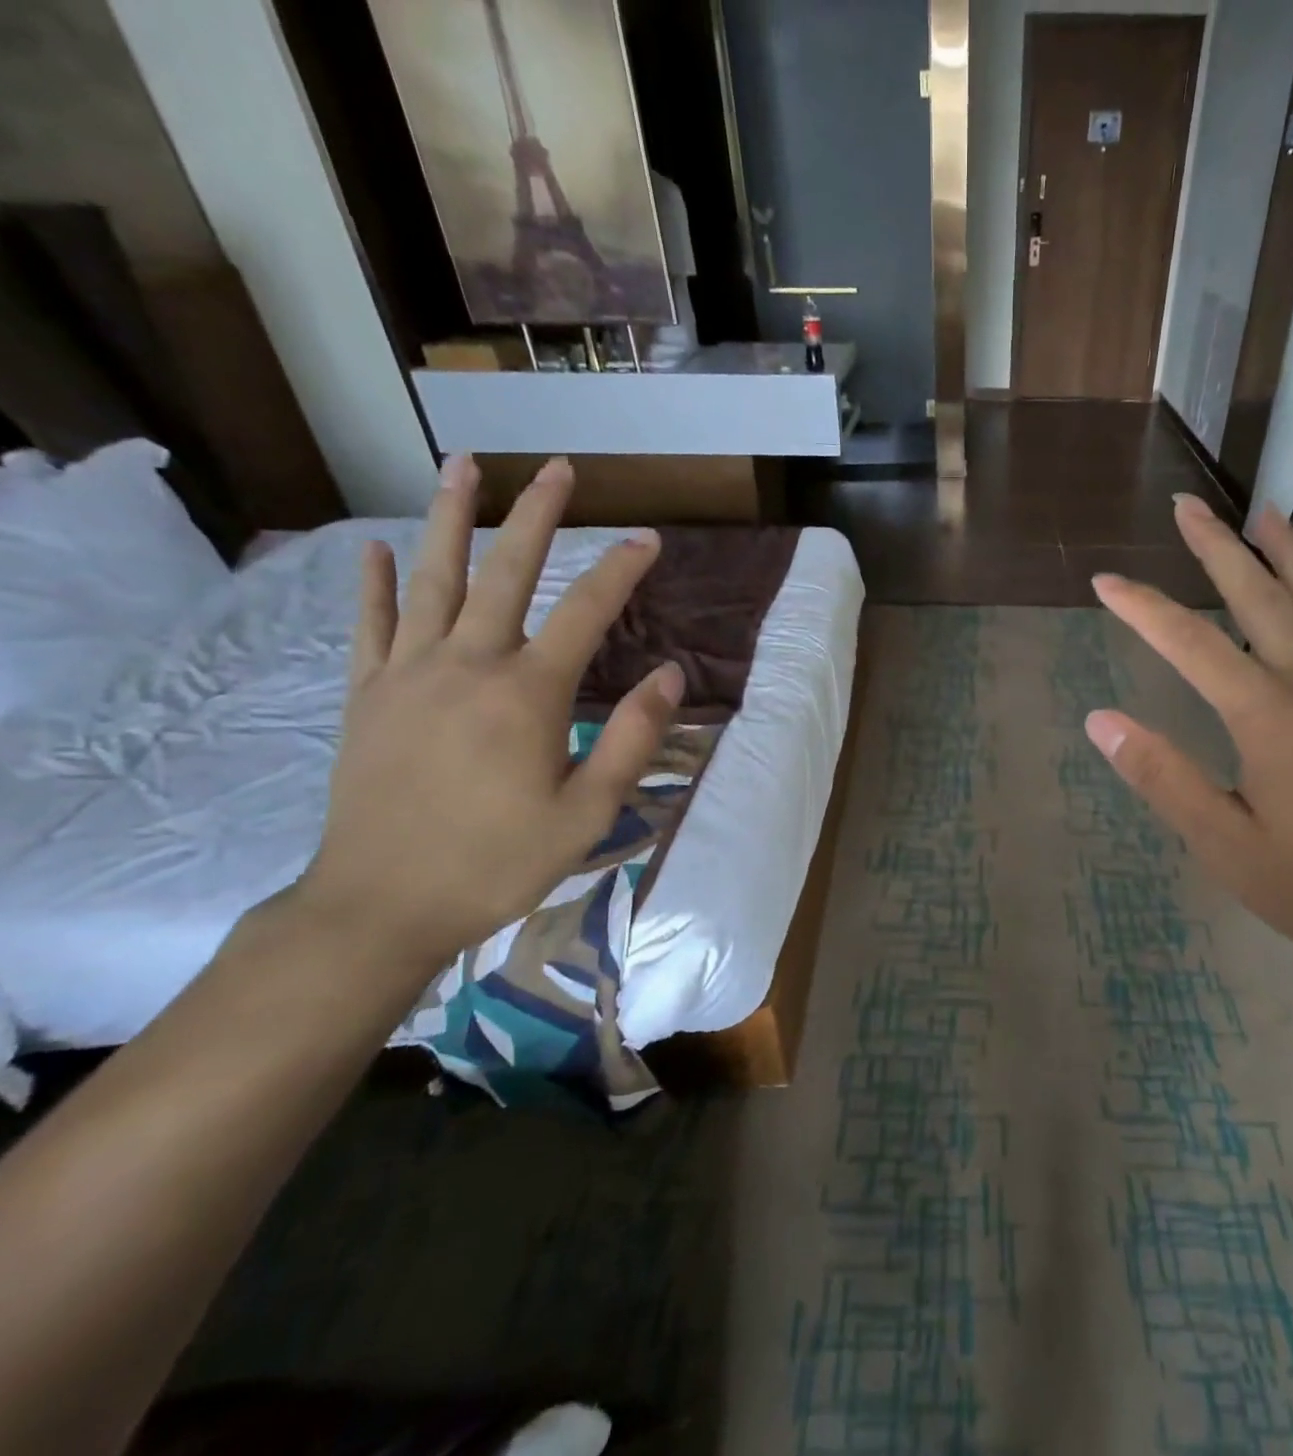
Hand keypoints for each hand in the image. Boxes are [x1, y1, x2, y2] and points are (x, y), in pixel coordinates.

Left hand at [292, 455, 681, 976]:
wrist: (381, 907)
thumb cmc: (498, 863)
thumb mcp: (588, 812)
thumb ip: (632, 737)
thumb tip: (672, 674)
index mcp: (528, 693)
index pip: (586, 612)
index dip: (622, 570)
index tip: (649, 540)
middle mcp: (467, 665)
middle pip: (507, 572)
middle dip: (537, 515)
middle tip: (559, 469)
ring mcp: (408, 675)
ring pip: (434, 579)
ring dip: (453, 518)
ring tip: (463, 466)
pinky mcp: (367, 697)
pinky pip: (371, 625)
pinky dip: (376, 584)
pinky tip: (379, 549)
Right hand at [1086, 494, 1292, 974]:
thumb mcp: (1223, 844)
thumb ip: (1163, 777)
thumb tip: (1101, 721)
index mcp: (1270, 718)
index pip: (1191, 646)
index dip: (1143, 609)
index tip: (1105, 581)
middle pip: (1262, 597)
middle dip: (1217, 547)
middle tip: (1187, 504)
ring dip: (1290, 551)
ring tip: (1264, 511)